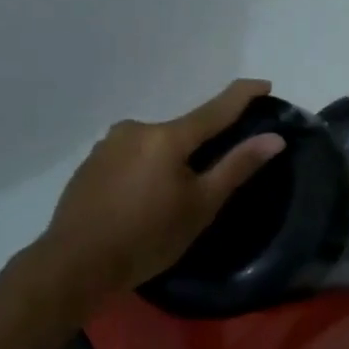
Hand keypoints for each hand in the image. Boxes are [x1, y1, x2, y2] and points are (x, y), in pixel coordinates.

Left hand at [38, 79, 286, 299]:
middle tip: (209, 182)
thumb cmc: (147, 237)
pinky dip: (145, 170)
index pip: (216, 109)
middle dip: (201, 148)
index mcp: (167, 137)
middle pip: (182, 131)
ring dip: (170, 161)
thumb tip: (274, 138)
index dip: (243, 95)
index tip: (264, 84)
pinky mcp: (90, 163)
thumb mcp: (201, 206)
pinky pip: (131, 157)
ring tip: (170, 200)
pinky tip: (141, 201)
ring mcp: (108, 144)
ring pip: (155, 145)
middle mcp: (136, 129)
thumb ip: (237, 167)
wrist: (74, 265)